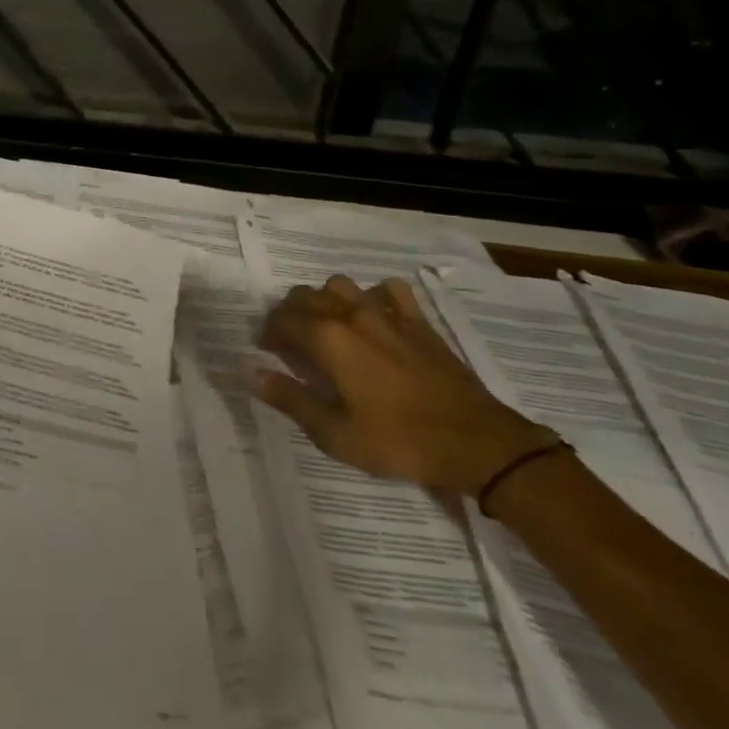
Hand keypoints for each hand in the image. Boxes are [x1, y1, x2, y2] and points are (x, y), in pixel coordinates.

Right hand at [254, 276, 555, 494]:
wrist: (476, 443)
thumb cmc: (398, 441)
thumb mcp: (335, 434)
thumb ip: (291, 400)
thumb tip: (252, 374)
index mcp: (327, 339)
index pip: (282, 320)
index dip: (268, 332)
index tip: (267, 350)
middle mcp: (351, 315)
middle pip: (305, 296)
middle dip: (289, 313)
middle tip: (290, 341)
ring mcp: (387, 313)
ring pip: (340, 285)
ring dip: (324, 299)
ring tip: (326, 325)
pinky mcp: (417, 321)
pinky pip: (389, 290)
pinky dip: (374, 295)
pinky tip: (375, 315)